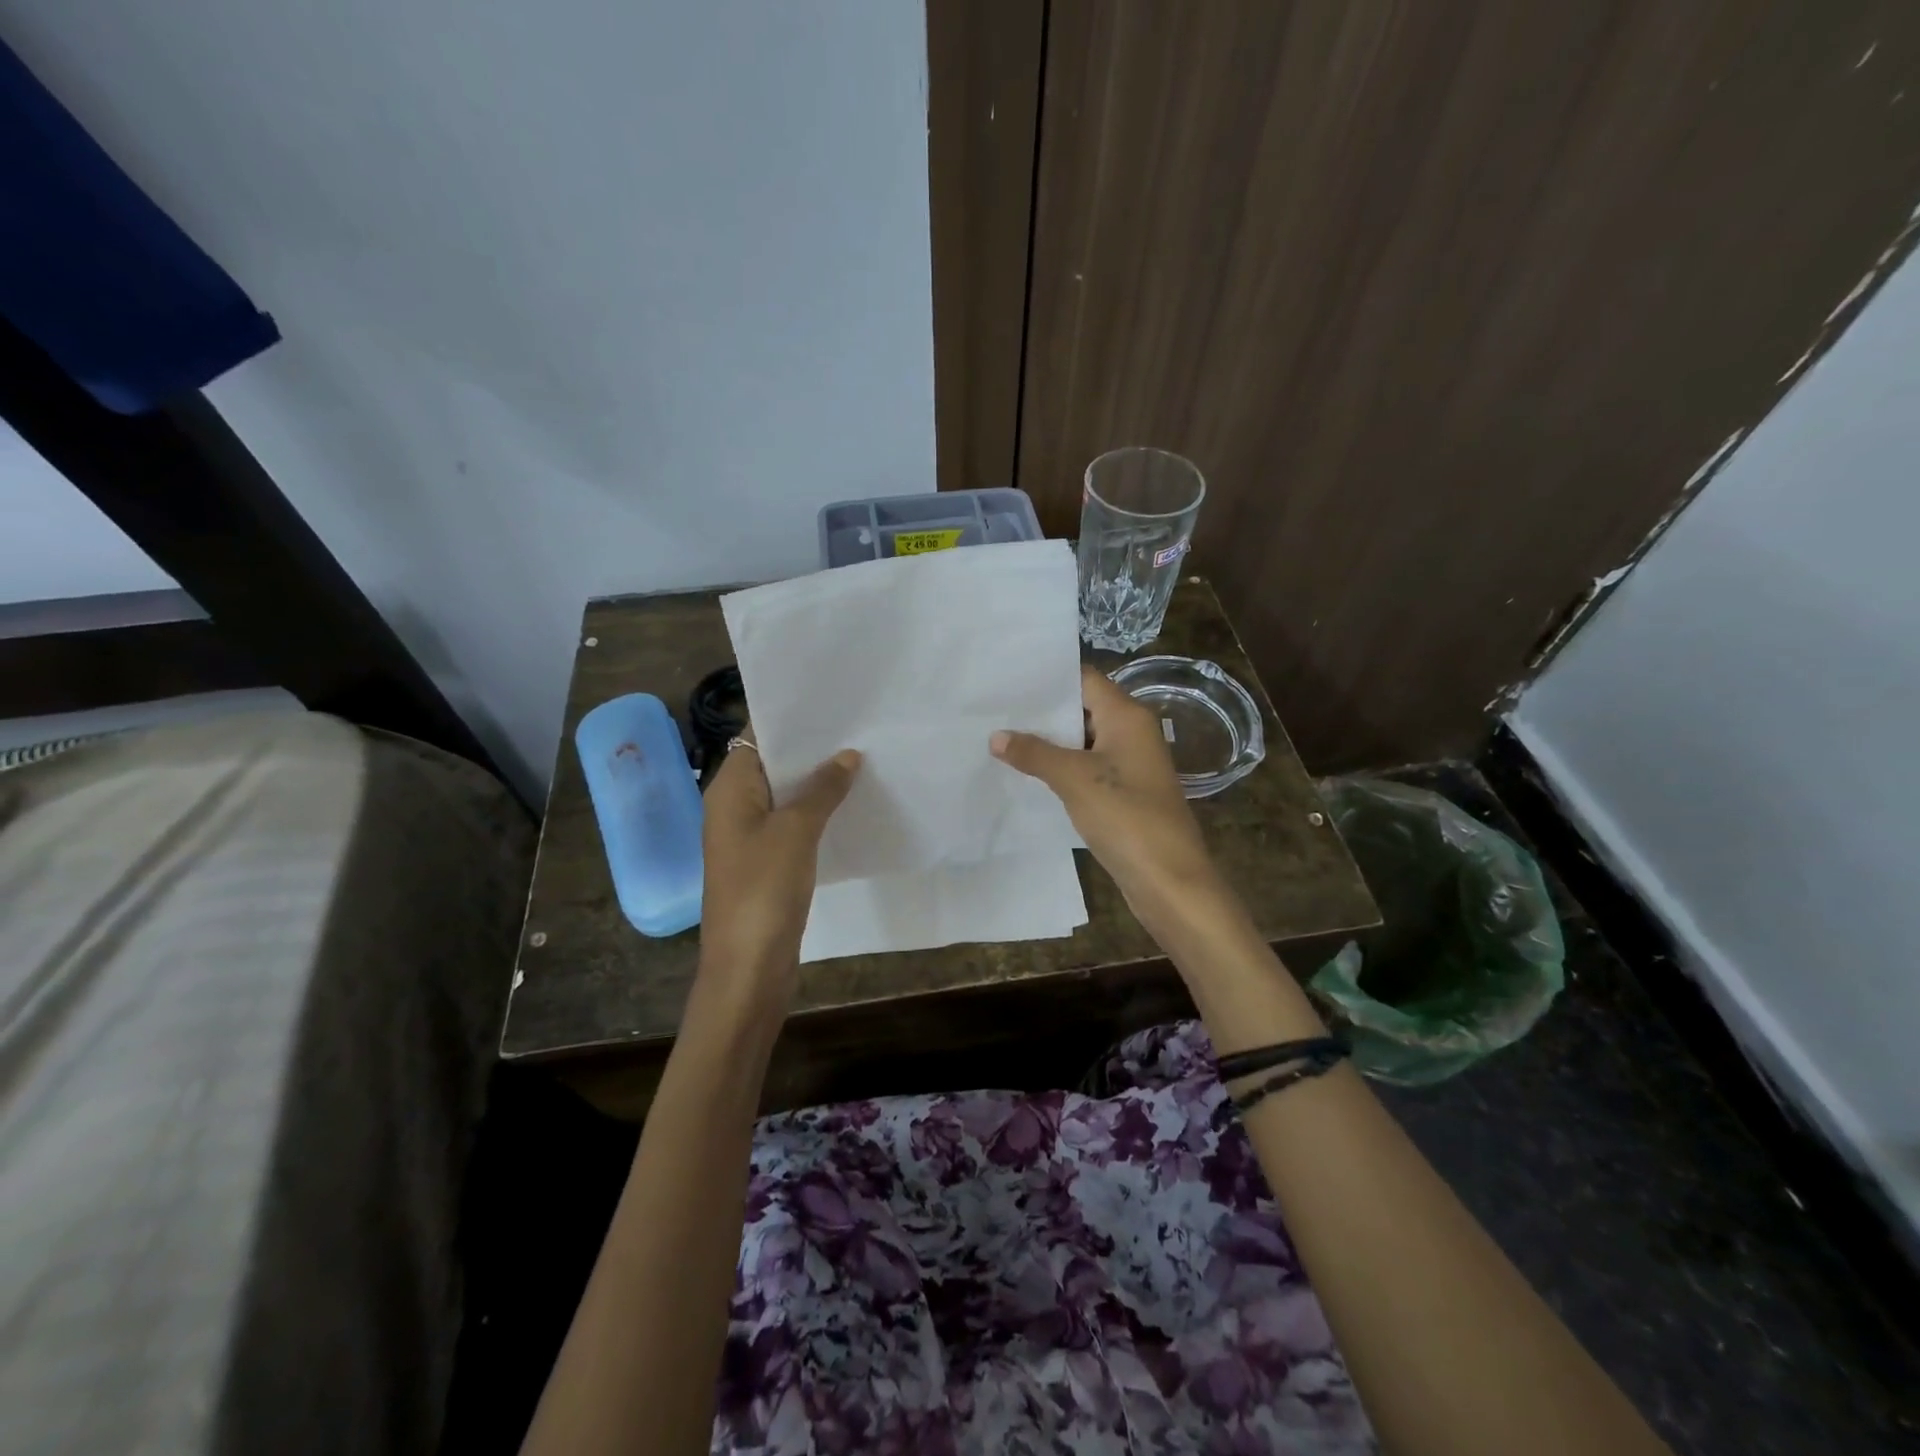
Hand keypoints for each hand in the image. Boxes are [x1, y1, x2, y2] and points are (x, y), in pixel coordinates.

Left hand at [697, 736, 861, 1014]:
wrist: (748, 966)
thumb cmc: (764, 888)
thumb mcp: (796, 830)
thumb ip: (822, 789)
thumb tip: (846, 756)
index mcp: (729, 789)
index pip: (757, 737)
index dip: (791, 719)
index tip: (832, 703)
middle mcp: (734, 806)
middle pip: (773, 764)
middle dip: (812, 749)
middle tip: (858, 728)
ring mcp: (750, 836)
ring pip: (786, 795)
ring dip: (818, 782)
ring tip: (863, 758)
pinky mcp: (767, 861)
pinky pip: (792, 823)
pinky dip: (817, 811)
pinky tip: (851, 804)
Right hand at [991, 665, 1225, 933]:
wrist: (1169, 879)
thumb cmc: (1126, 816)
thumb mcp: (1074, 779)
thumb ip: (1034, 753)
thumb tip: (996, 736)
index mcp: (1127, 716)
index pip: (1084, 679)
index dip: (1047, 678)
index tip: (1007, 679)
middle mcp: (1131, 732)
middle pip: (1082, 708)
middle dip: (1041, 711)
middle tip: (994, 709)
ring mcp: (1129, 765)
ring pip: (1081, 741)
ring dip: (1047, 742)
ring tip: (999, 737)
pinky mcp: (1123, 793)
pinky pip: (1086, 769)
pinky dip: (1060, 768)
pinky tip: (1026, 773)